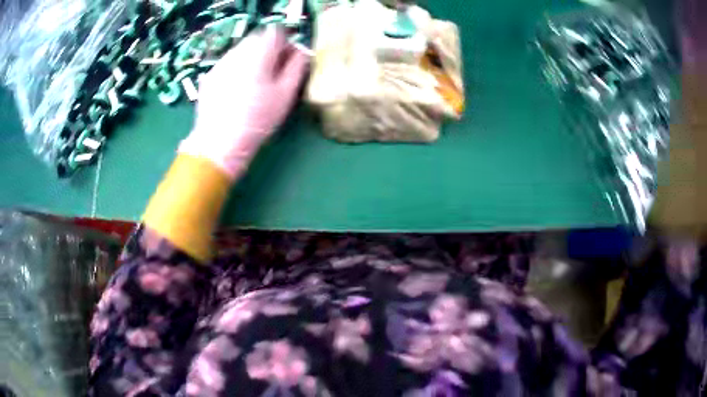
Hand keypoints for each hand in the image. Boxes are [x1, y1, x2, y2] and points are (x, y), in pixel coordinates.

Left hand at [179, 26, 309, 179]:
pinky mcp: (209, 77)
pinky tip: (237, 91)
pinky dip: (237, 69)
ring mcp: (220, 65)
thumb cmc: (257, 120)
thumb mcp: (285, 95)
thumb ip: (296, 67)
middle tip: (273, 73)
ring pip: (241, 50)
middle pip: (256, 38)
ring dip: (252, 59)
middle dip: (268, 50)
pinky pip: (228, 64)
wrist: (219, 144)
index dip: (285, 43)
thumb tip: (300, 52)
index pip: (275, 32)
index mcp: (258, 55)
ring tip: (255, 84)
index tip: (287, 60)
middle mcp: (236, 54)